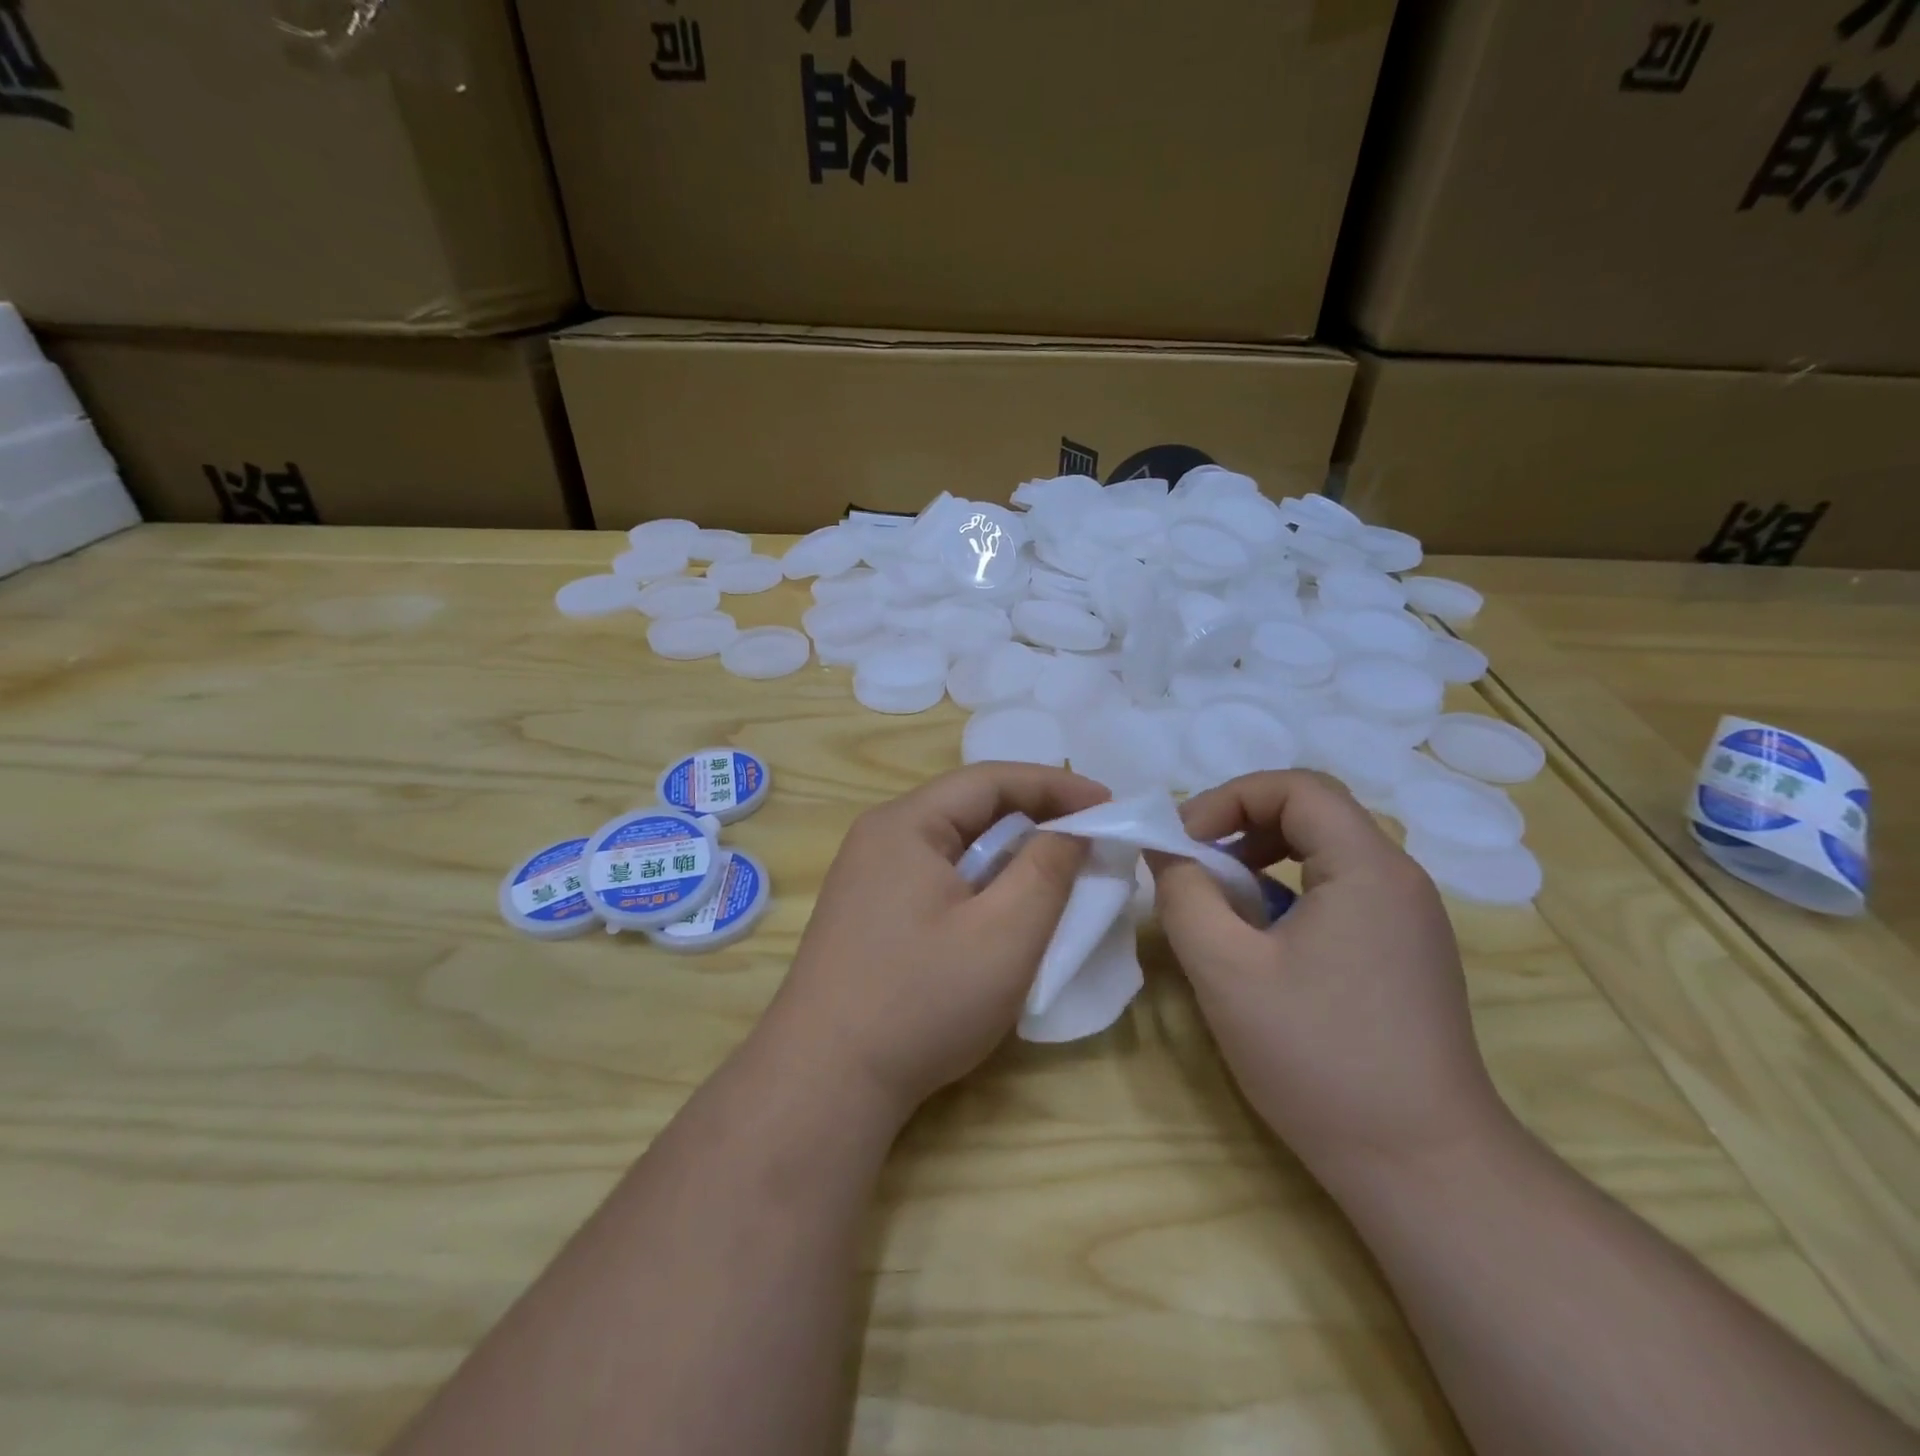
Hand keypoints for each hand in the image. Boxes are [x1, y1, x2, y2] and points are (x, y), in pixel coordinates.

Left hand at [759, 764, 1108, 1123]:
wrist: (825, 1082)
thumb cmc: (921, 1001)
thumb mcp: (1005, 935)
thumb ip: (1047, 870)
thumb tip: (1070, 831)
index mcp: (906, 824)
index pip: (991, 780)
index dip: (1055, 786)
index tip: (1108, 805)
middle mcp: (881, 836)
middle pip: (969, 807)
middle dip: (1034, 816)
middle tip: (1089, 838)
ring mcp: (868, 876)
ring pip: (954, 843)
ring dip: (1008, 851)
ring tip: (1057, 870)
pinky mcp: (868, 912)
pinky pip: (937, 875)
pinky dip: (981, 880)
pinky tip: (1004, 908)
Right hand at [1153, 771, 1509, 1183]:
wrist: (1422, 1166)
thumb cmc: (1318, 1058)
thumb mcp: (1226, 970)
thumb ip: (1184, 895)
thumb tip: (1165, 850)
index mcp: (1368, 868)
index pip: (1296, 787)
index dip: (1228, 798)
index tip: (1184, 842)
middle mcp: (1399, 879)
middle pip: (1314, 812)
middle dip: (1242, 824)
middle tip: (1194, 863)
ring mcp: (1409, 918)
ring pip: (1326, 852)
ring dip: (1262, 858)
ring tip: (1219, 899)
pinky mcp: (1406, 953)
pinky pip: (1341, 891)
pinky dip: (1289, 892)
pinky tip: (1260, 940)